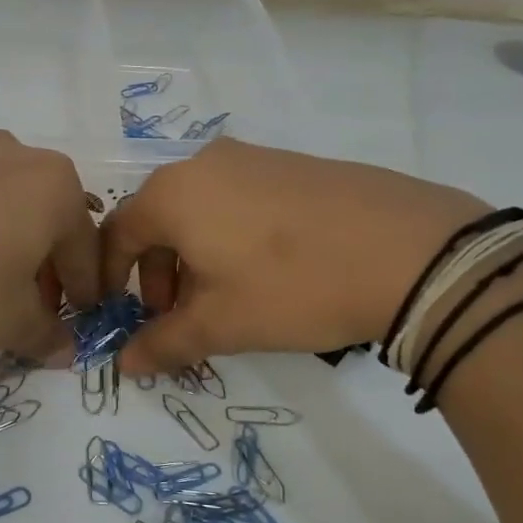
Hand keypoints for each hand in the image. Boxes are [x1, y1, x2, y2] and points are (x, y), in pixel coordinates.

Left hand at [0, 131, 100, 356]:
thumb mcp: (7, 322)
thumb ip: (45, 335)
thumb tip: (65, 350)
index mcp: (54, 186)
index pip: (84, 247)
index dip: (83, 291)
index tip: (76, 321)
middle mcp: (16, 155)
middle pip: (46, 219)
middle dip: (44, 267)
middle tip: (30, 309)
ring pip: (3, 205)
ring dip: (6, 246)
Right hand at [100, 139, 486, 372]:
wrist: (411, 250)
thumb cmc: (292, 285)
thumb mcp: (221, 323)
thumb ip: (163, 342)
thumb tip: (123, 364)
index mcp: (172, 193)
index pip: (117, 233)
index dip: (110, 277)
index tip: (121, 314)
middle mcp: (203, 163)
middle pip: (157, 219)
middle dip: (157, 272)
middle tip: (177, 315)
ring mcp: (252, 157)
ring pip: (199, 209)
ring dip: (194, 255)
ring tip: (222, 297)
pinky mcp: (292, 164)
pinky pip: (238, 198)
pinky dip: (230, 235)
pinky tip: (265, 270)